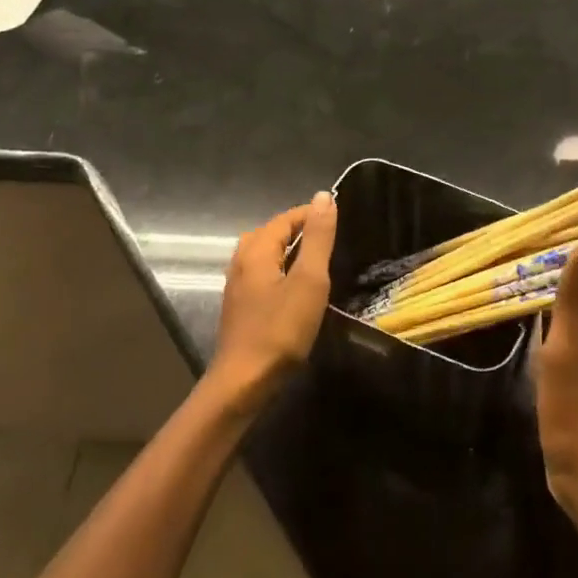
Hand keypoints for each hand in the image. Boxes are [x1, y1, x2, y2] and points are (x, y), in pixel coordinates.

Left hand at [210, 191, 338, 397]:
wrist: (244, 381)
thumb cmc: (280, 330)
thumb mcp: (309, 281)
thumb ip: (317, 238)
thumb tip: (324, 196)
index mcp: (256, 250)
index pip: (285, 218)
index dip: (312, 215)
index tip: (340, 221)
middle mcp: (241, 261)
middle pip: (271, 233)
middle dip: (299, 230)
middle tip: (331, 240)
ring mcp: (236, 285)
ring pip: (264, 254)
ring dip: (289, 251)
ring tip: (316, 261)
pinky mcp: (239, 306)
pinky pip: (261, 274)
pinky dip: (280, 270)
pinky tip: (295, 288)